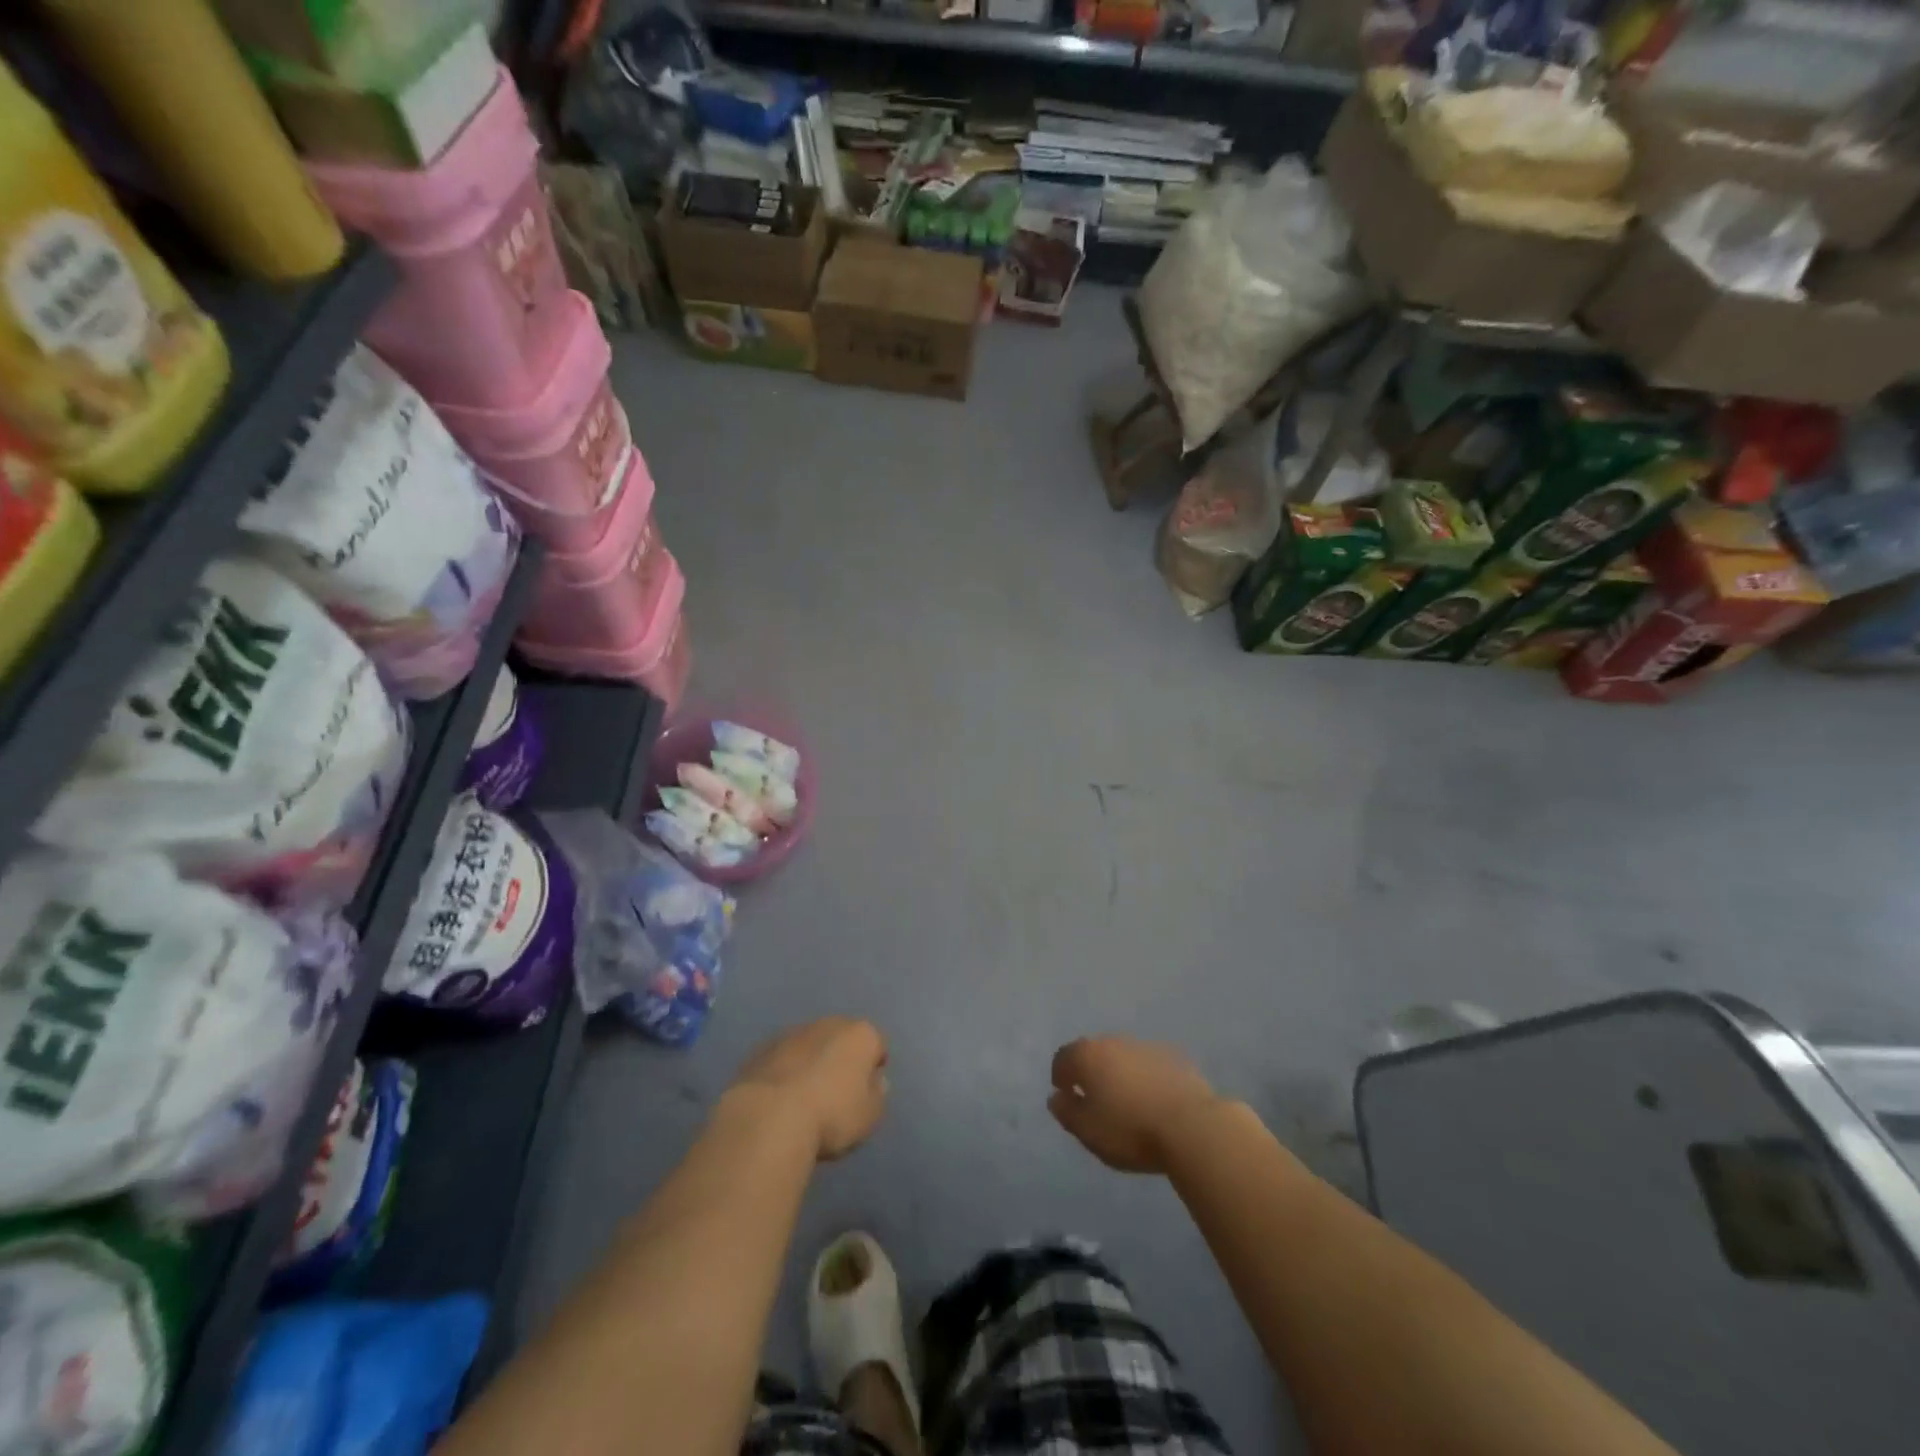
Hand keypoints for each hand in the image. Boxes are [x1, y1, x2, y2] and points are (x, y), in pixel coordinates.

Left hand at [731, 1018, 888, 1160]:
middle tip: (837, 1090)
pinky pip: (783, 1058)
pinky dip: (786, 1070)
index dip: (874, 1065)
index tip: (868, 1089)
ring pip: (810, 1044)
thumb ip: (877, 1095)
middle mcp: (829, 1024)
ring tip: (805, 1096)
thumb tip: (875, 1081)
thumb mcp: (869, 1116)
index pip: (877, 1043)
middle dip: (842, 1057)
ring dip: (812, 1061)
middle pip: (842, 1037)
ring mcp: (793, 1033)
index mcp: (860, 1035)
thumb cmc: (831, 1115)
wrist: (769, 1117)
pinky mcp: (762, 1049)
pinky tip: (780, 1098)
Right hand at [1049, 1036, 1222, 1173]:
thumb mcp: (1088, 1131)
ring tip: (1127, 1102)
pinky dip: (1145, 1078)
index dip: (1061, 1076)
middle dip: (1091, 1072)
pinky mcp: (1175, 1057)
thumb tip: (1056, 1097)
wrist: (1192, 1126)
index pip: (1064, 1057)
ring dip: (1119, 1073)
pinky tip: (1154, 1101)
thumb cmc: (1130, 1130)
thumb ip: (1066, 1112)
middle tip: (1095, 1100)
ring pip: (1123, 1057)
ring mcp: (1146, 1046)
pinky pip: (1149, 1065)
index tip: (1066, 1096)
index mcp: (1088, 1055)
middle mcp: (1115, 1042)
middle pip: (1094, 1052)